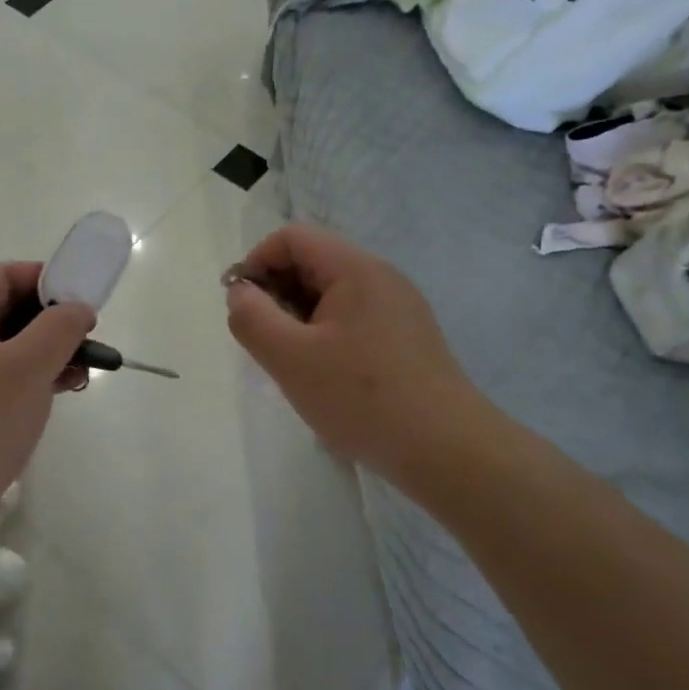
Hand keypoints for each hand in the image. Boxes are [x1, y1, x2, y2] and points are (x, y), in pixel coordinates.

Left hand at [0, 263, 95, 560]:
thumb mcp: (28, 367)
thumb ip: (59, 327)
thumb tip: (78, 308)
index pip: (1, 276)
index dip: (43, 278)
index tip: (80, 296)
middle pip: (6, 310)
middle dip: (51, 318)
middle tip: (88, 334)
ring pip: (10, 346)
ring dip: (48, 350)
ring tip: (86, 367)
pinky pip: (4, 376)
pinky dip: (34, 376)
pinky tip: (65, 388)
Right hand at [225, 224, 493, 484]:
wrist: (448, 451)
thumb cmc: (362, 398)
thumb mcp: (290, 358)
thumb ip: (252, 318)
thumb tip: (240, 294)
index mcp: (355, 269)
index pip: (291, 237)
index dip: (256, 263)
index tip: (241, 307)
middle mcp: (381, 277)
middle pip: (312, 261)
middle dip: (276, 293)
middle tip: (264, 341)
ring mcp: (399, 307)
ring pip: (331, 294)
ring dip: (299, 317)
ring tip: (292, 363)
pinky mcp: (407, 338)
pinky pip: (353, 318)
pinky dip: (326, 335)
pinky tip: (325, 376)